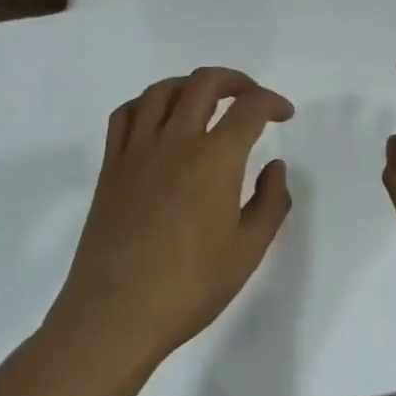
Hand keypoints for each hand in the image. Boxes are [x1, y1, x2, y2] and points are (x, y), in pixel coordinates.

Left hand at [47, 68, 293, 370]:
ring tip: (205, 100)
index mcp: (216, 158)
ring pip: (162, 90)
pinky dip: (146, 103)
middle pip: (204, 82)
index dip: (272, 102)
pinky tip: (157, 119)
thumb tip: (275, 166)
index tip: (284, 113)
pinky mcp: (111, 166)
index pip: (250, 108)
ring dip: (190, 85)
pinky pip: (125, 115)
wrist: (116, 314)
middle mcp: (177, 140)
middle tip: (249, 97)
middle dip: (235, 80)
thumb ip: (271, 202)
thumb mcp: (248, 251)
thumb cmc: (190, 287)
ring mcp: (138, 150)